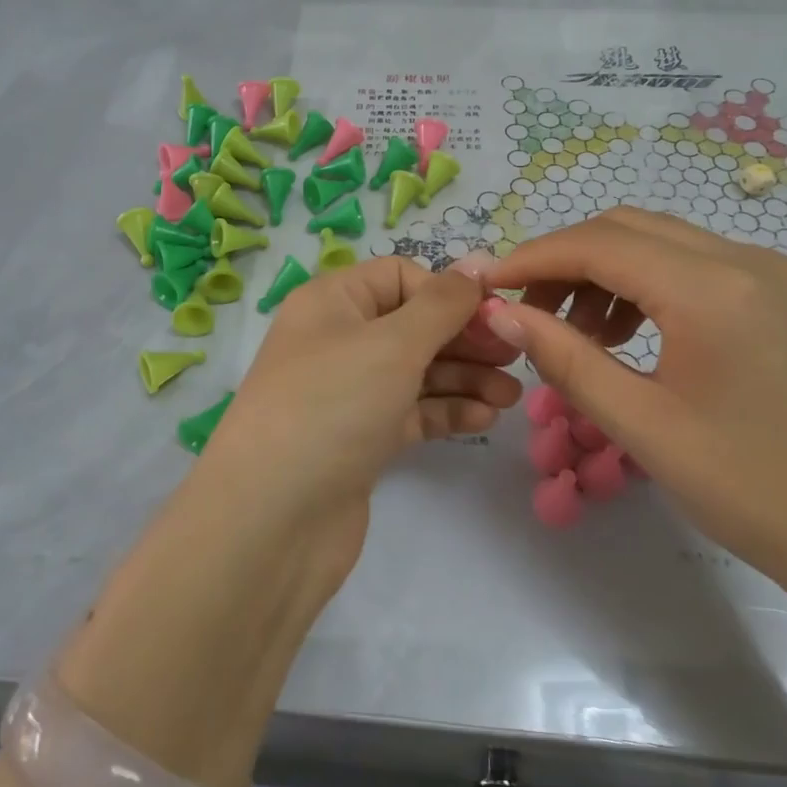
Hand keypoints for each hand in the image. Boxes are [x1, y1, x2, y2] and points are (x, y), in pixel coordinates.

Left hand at [198, 254, 522, 593]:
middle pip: (413, 324)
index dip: (448, 292)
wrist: (272, 521)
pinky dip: (445, 411)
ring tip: (512, 396)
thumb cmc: (333, 406)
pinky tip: (485, 419)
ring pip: (416, 371)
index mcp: (332, 302)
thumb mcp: (392, 343)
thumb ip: (441, 304)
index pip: (400, 277)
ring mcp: (347, 393)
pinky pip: (410, 412)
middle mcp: (337, 340)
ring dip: (464, 377)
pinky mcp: (359, 439)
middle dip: (464, 338)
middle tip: (514, 358)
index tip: (496, 316)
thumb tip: (475, 265)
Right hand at [481, 209, 786, 598]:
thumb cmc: (750, 489)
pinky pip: (692, 264)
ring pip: (659, 241)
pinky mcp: (780, 295)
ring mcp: (770, 273)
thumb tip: (501, 313)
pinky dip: (644, 283)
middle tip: (527, 311)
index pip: (598, 243)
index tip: (488, 285)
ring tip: (576, 332)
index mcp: (711, 289)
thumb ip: (565, 358)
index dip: (533, 257)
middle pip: (626, 228)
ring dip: (604, 271)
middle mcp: (744, 259)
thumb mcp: (641, 425)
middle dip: (565, 260)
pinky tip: (628, 334)